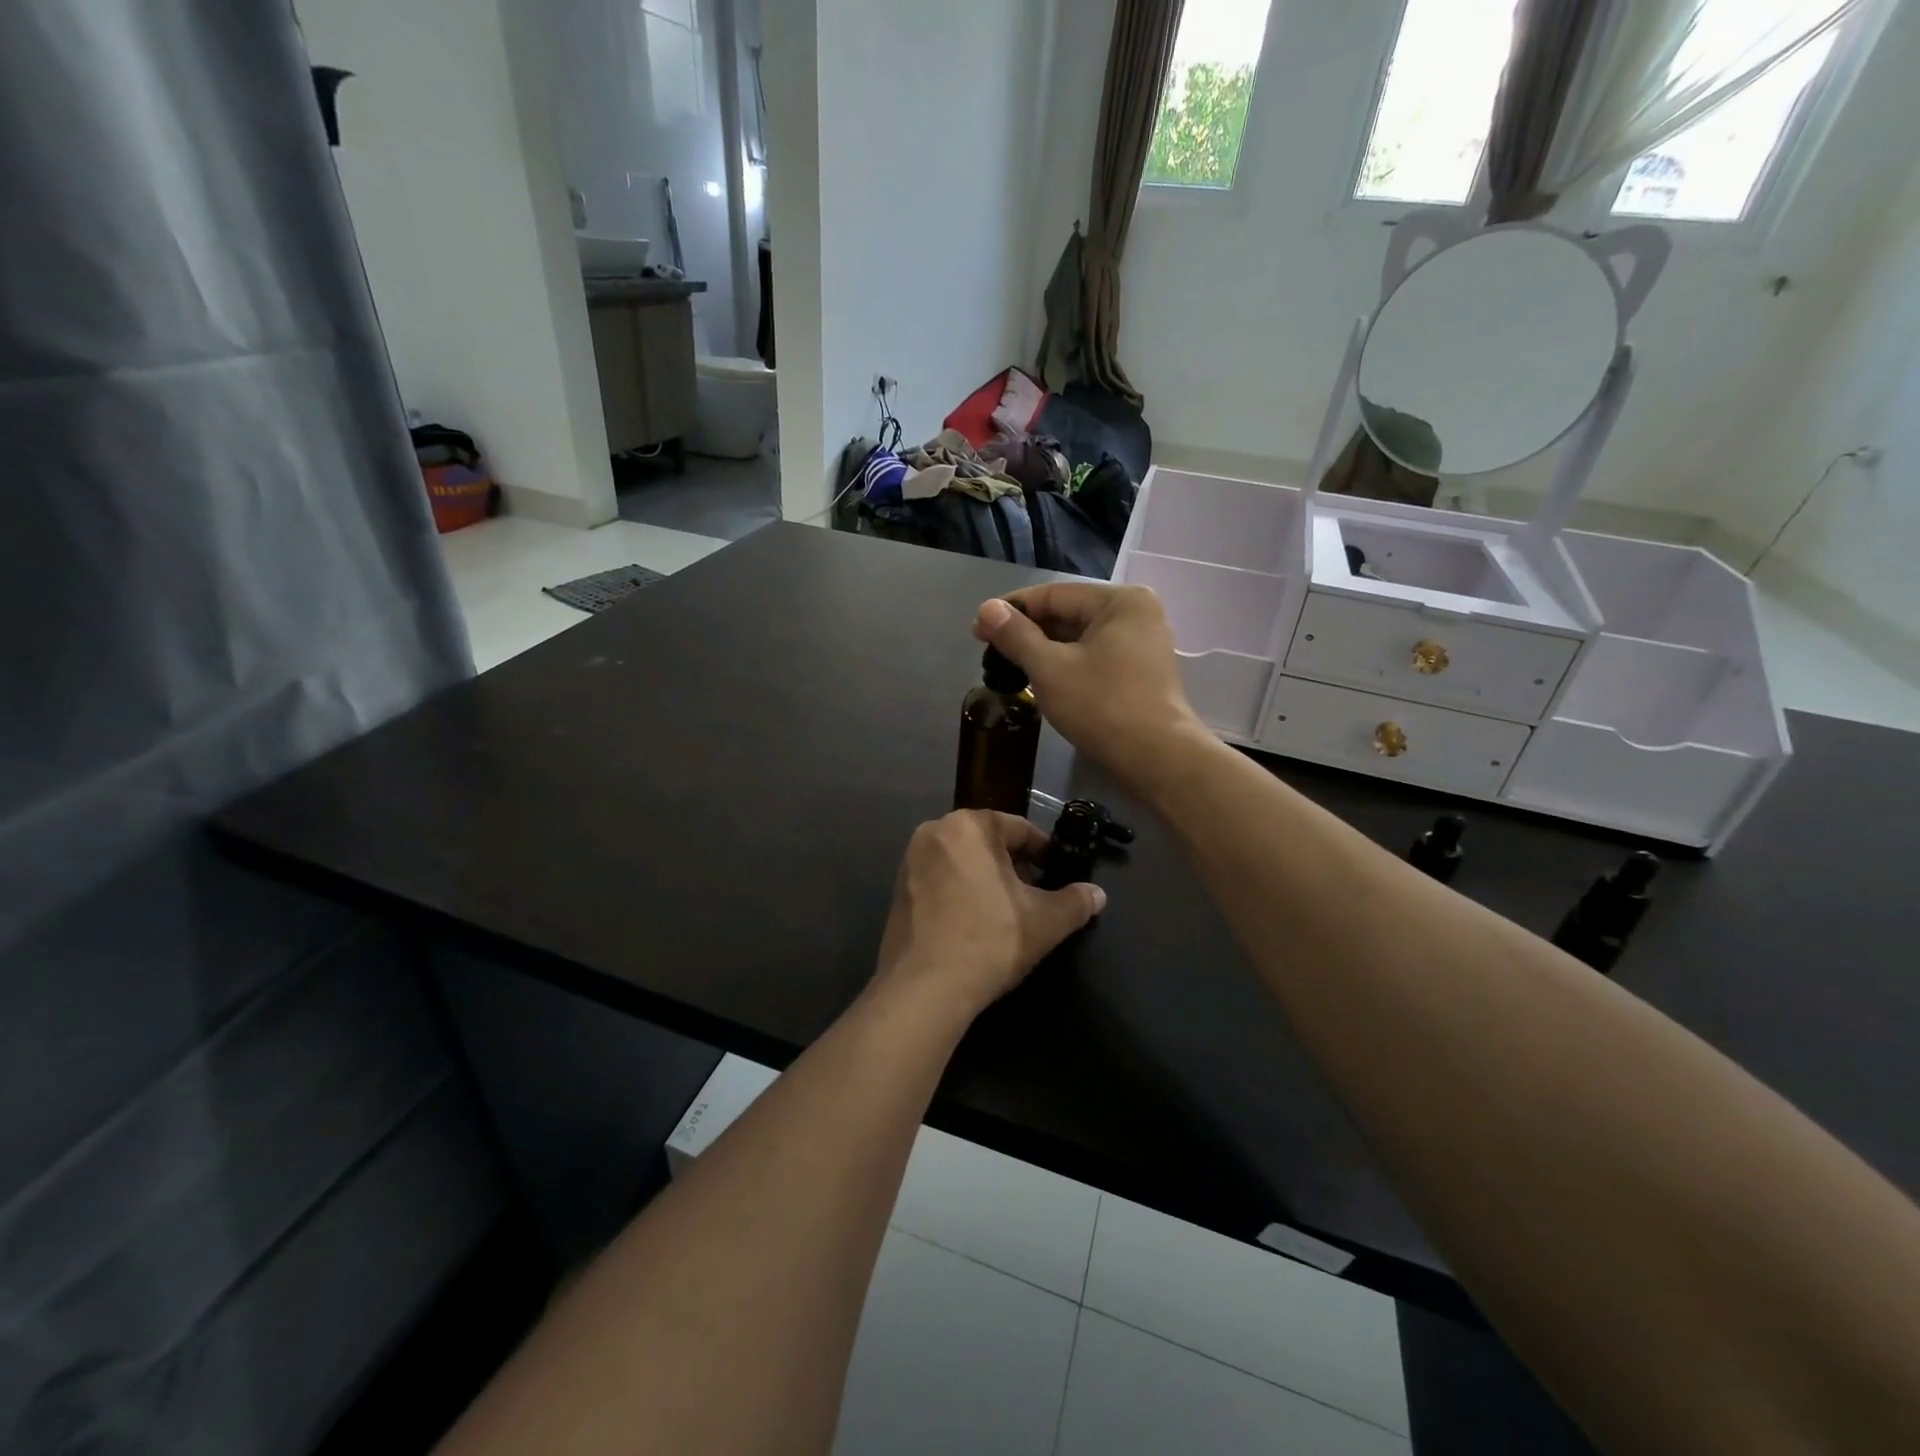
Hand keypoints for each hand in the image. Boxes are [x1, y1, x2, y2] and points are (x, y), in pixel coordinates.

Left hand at [871, 811, 1105, 1025]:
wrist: (925, 988)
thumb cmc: (990, 940)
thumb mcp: (1045, 922)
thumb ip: (1075, 902)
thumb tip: (1098, 894)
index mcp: (969, 825)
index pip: (1019, 829)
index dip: (1044, 852)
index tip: (1058, 873)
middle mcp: (934, 832)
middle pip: (987, 842)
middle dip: (1014, 865)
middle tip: (1035, 894)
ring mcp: (910, 861)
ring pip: (962, 860)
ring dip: (986, 878)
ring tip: (1006, 911)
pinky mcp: (896, 890)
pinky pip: (939, 880)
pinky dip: (959, 892)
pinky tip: (974, 923)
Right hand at [973, 585, 1207, 793]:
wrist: (1157, 759)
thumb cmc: (1102, 706)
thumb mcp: (1050, 669)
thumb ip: (1016, 635)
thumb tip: (985, 609)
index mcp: (1120, 601)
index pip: (1053, 594)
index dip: (1011, 610)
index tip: (978, 629)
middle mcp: (1136, 613)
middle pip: (1068, 614)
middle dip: (1028, 632)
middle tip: (989, 652)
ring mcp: (1142, 644)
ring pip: (1080, 638)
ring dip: (1044, 650)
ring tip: (1009, 668)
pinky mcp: (1141, 672)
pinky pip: (1094, 657)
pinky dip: (1067, 665)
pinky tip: (1041, 680)